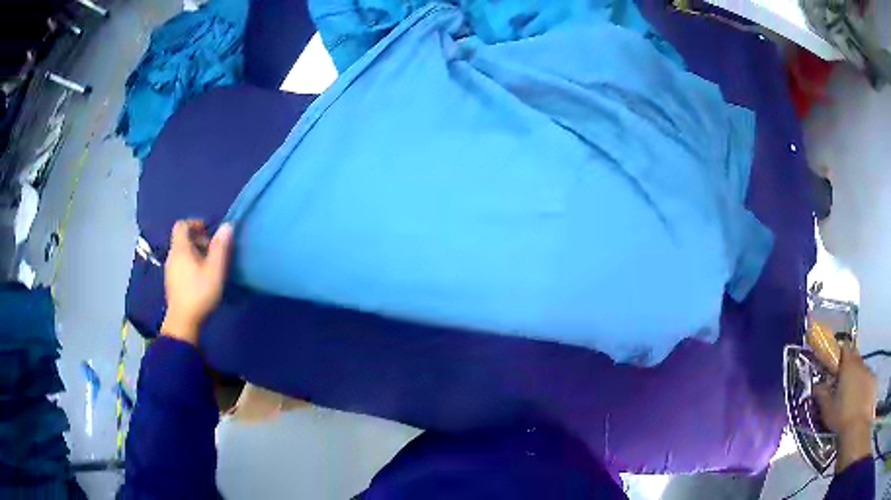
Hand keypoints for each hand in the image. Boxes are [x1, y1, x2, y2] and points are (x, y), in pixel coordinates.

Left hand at [161, 220, 232, 345]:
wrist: (183, 322)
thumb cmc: (199, 293)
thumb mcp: (215, 269)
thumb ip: (220, 247)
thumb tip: (227, 226)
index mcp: (180, 249)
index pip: (182, 225)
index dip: (195, 223)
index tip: (208, 232)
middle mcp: (172, 256)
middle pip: (182, 239)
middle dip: (198, 240)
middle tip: (213, 251)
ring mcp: (169, 270)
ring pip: (181, 253)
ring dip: (195, 253)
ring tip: (209, 266)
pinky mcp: (171, 282)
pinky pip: (180, 264)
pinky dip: (190, 264)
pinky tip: (200, 278)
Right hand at [814, 345, 875, 471]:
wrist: (857, 426)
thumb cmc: (841, 417)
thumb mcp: (828, 410)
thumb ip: (822, 395)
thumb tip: (817, 385)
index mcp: (848, 365)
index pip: (844, 349)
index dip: (839, 355)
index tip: (834, 366)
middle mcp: (860, 363)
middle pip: (855, 356)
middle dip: (849, 364)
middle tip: (842, 380)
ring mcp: (868, 372)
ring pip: (861, 368)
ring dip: (856, 375)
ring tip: (850, 393)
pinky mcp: (872, 381)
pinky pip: (866, 378)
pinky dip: (862, 384)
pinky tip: (858, 399)